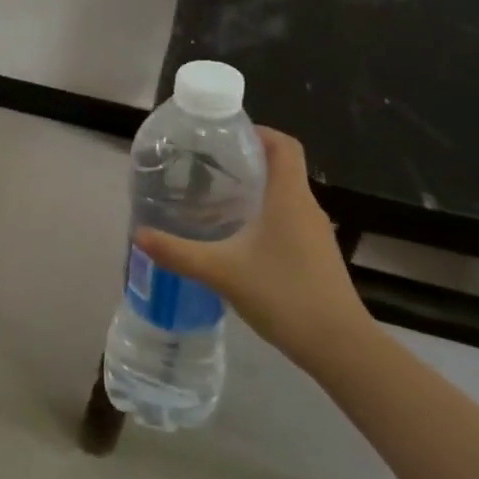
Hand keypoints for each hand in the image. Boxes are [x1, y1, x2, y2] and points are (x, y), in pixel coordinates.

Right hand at [134, 127, 376, 376]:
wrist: (339, 347)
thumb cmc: (284, 295)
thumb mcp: (221, 272)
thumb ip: (178, 252)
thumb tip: (139, 235)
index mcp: (289, 197)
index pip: (283, 144)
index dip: (258, 131)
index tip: (224, 134)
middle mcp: (306, 207)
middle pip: (281, 167)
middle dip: (246, 160)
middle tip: (205, 165)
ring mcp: (315, 233)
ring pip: (283, 196)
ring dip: (253, 191)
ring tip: (213, 199)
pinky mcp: (315, 256)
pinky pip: (287, 220)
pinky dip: (262, 217)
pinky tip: (235, 238)